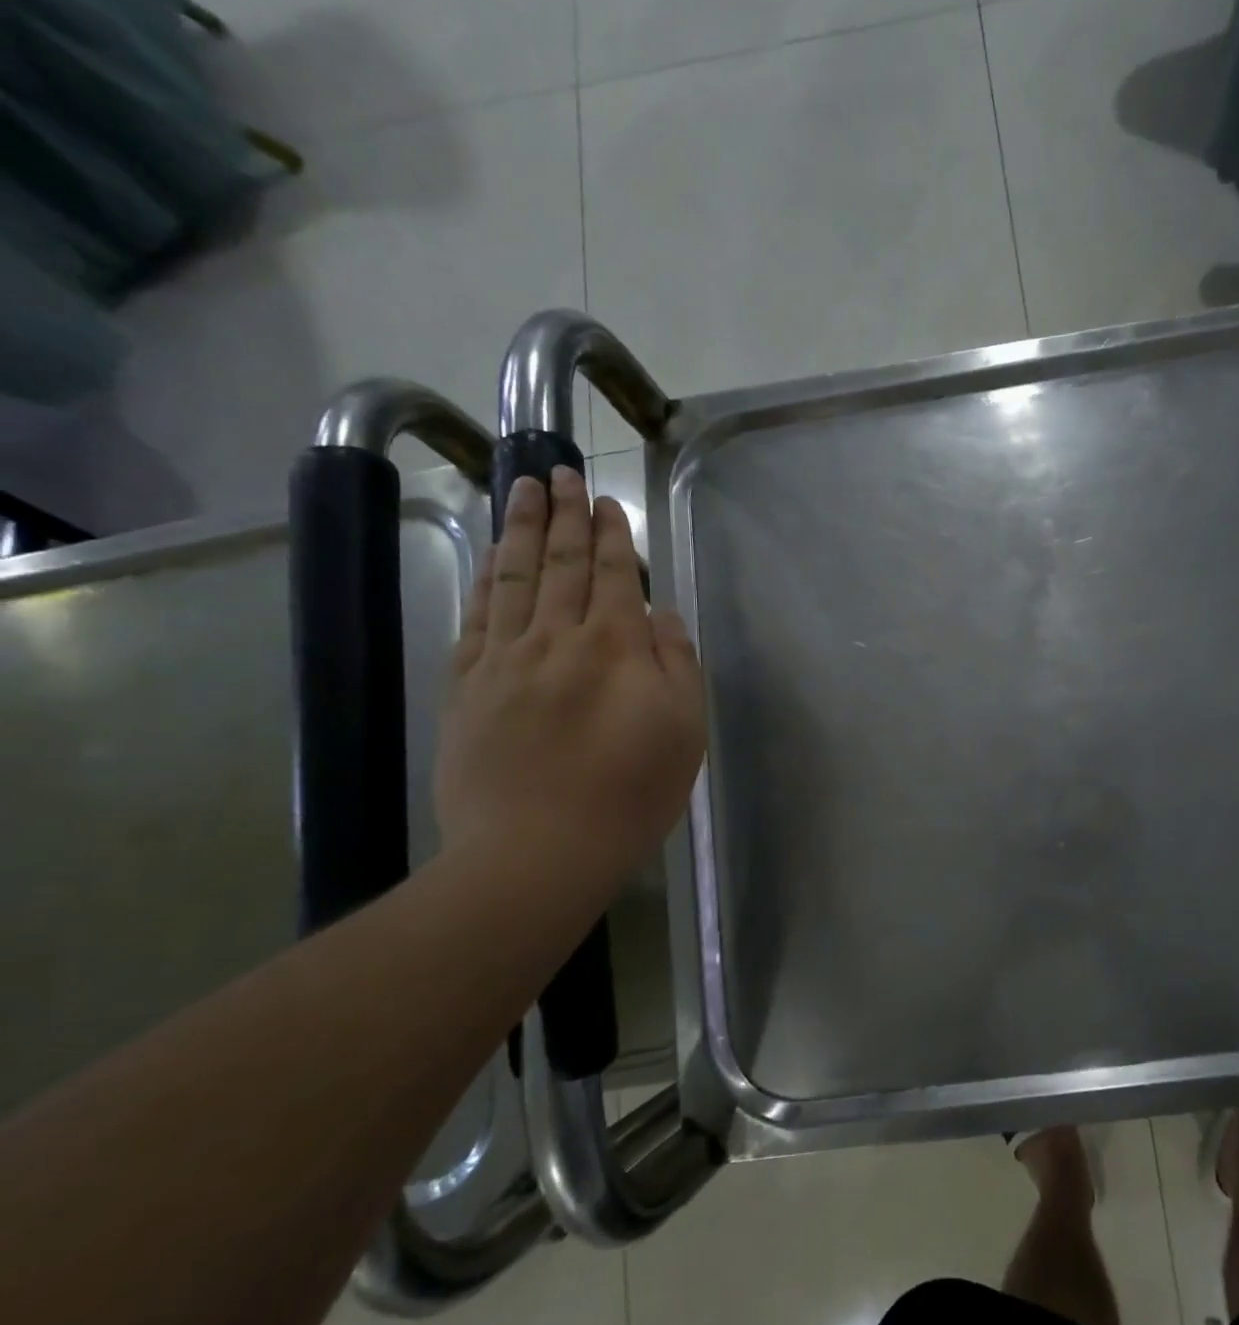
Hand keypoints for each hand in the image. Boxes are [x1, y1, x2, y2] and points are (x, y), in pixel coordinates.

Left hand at [434, 466, 706, 906]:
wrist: (538, 850)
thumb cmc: (630, 794)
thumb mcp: (684, 731)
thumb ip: (677, 664)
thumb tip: (661, 615)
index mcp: (615, 648)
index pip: (612, 575)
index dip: (611, 536)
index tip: (606, 502)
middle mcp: (556, 639)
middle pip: (559, 564)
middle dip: (564, 516)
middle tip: (561, 473)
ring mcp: (504, 660)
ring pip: (513, 579)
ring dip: (519, 530)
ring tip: (522, 490)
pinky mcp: (467, 688)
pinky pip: (476, 619)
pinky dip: (484, 582)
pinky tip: (488, 561)